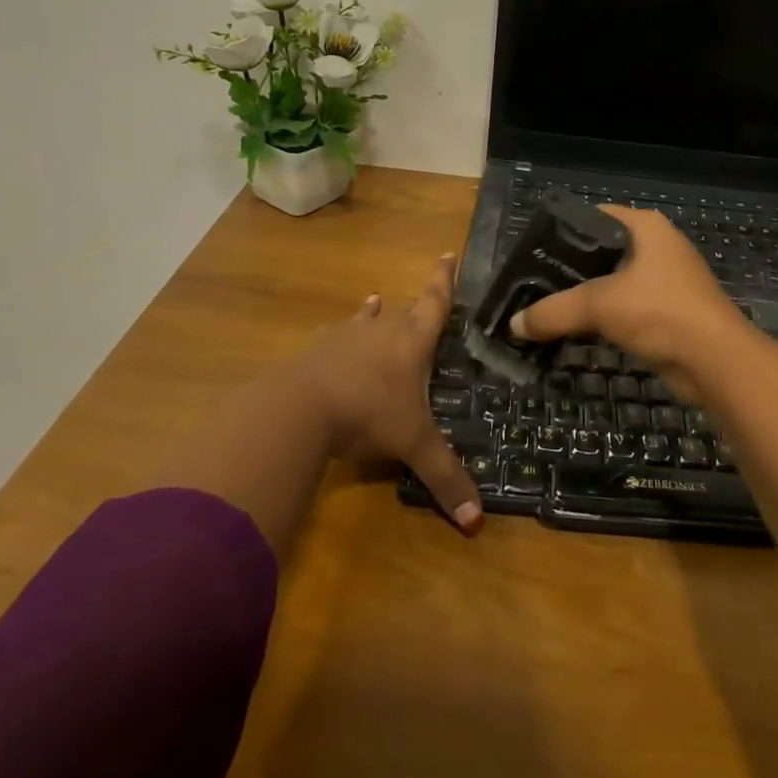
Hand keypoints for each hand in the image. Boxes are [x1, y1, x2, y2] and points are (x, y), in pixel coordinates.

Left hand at [277, 253, 483, 533]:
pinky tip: (334, 337)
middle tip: (422, 305)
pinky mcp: (316, 349)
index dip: (444, 280)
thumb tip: (476, 523)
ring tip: (375, 302)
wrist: (300, 407)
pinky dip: (341, 335)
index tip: (447, 254)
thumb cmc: (368, 414)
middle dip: (414, 306)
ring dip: (374, 313)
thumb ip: (444, 478)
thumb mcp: (412, 445)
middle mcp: (382, 329)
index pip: (435, 303)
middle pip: (403, 310)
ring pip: (366, 318)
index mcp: (412, 341)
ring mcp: (345, 335)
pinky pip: (334, 336)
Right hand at [508, 207, 757, 396]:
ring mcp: (666, 281)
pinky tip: (577, 330)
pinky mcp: (669, 312)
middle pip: (602, 251)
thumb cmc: (660, 312)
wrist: (716, 361)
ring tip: (548, 309)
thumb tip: (513, 324)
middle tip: (534, 284)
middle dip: (569, 269)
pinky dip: (604, 318)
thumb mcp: (599, 305)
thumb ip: (553, 311)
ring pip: (614, 283)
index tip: (533, 252)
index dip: (563, 231)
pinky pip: (626, 308)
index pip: (594, 216)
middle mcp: (658, 247)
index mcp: (646, 227)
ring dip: (586, 298)